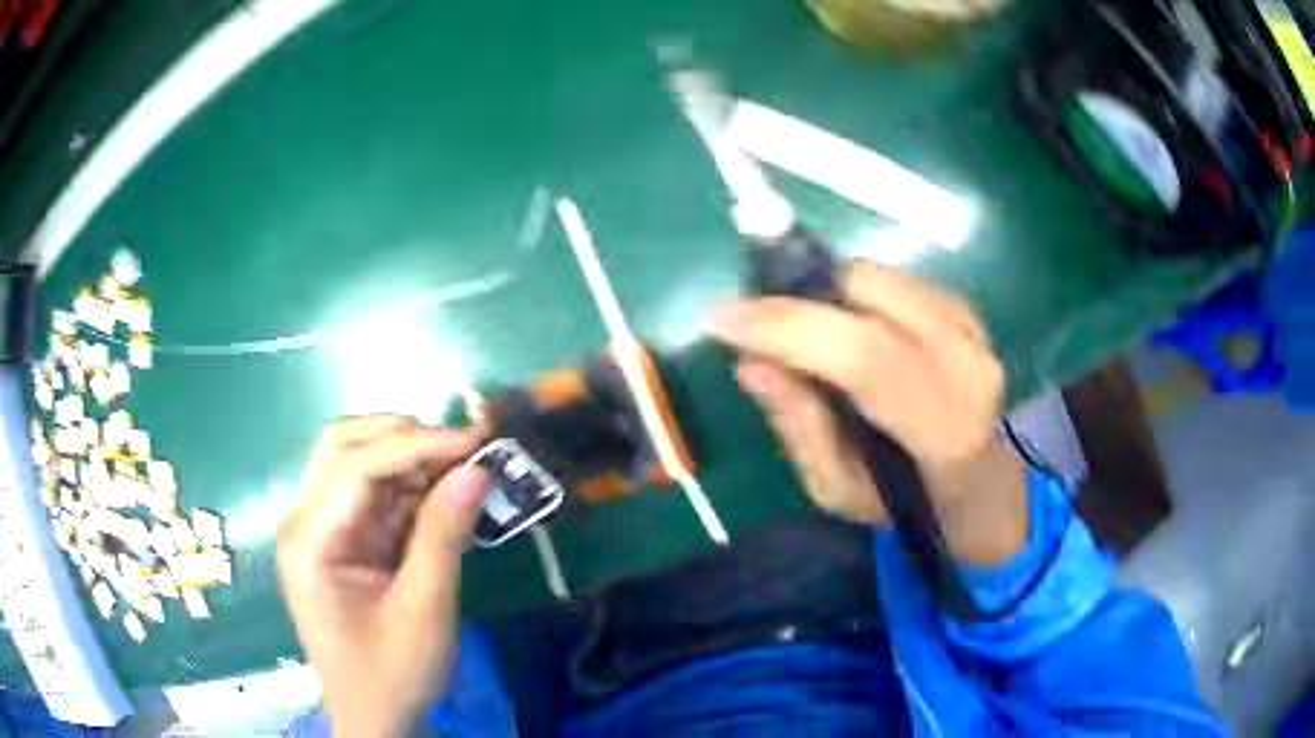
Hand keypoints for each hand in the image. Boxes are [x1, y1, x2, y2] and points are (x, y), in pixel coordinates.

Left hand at [277, 416, 484, 736]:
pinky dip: (411, 488)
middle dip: (403, 437)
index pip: (354, 466)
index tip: (474, 442)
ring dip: (410, 459)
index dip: (415, 444)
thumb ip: (443, 536)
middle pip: (344, 447)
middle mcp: (306, 523)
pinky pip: (374, 496)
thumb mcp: (424, 612)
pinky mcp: (343, 542)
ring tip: (463, 468)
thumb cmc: (392, 676)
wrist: (374, 719)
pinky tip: (446, 495)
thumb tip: (476, 470)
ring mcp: (323, 530)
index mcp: (310, 542)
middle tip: (462, 449)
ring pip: (359, 464)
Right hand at [711, 261, 1026, 564]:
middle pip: (870, 294)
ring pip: (879, 277)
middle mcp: (970, 366)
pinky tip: (845, 325)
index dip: (790, 328)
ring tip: (803, 330)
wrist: (980, 483)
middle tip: (758, 323)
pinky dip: (854, 292)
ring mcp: (975, 329)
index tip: (723, 319)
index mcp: (944, 429)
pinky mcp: (967, 309)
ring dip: (827, 293)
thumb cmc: (904, 500)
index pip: (866, 356)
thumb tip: (751, 364)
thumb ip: (799, 427)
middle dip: (800, 298)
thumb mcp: (839, 490)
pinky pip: (894, 278)